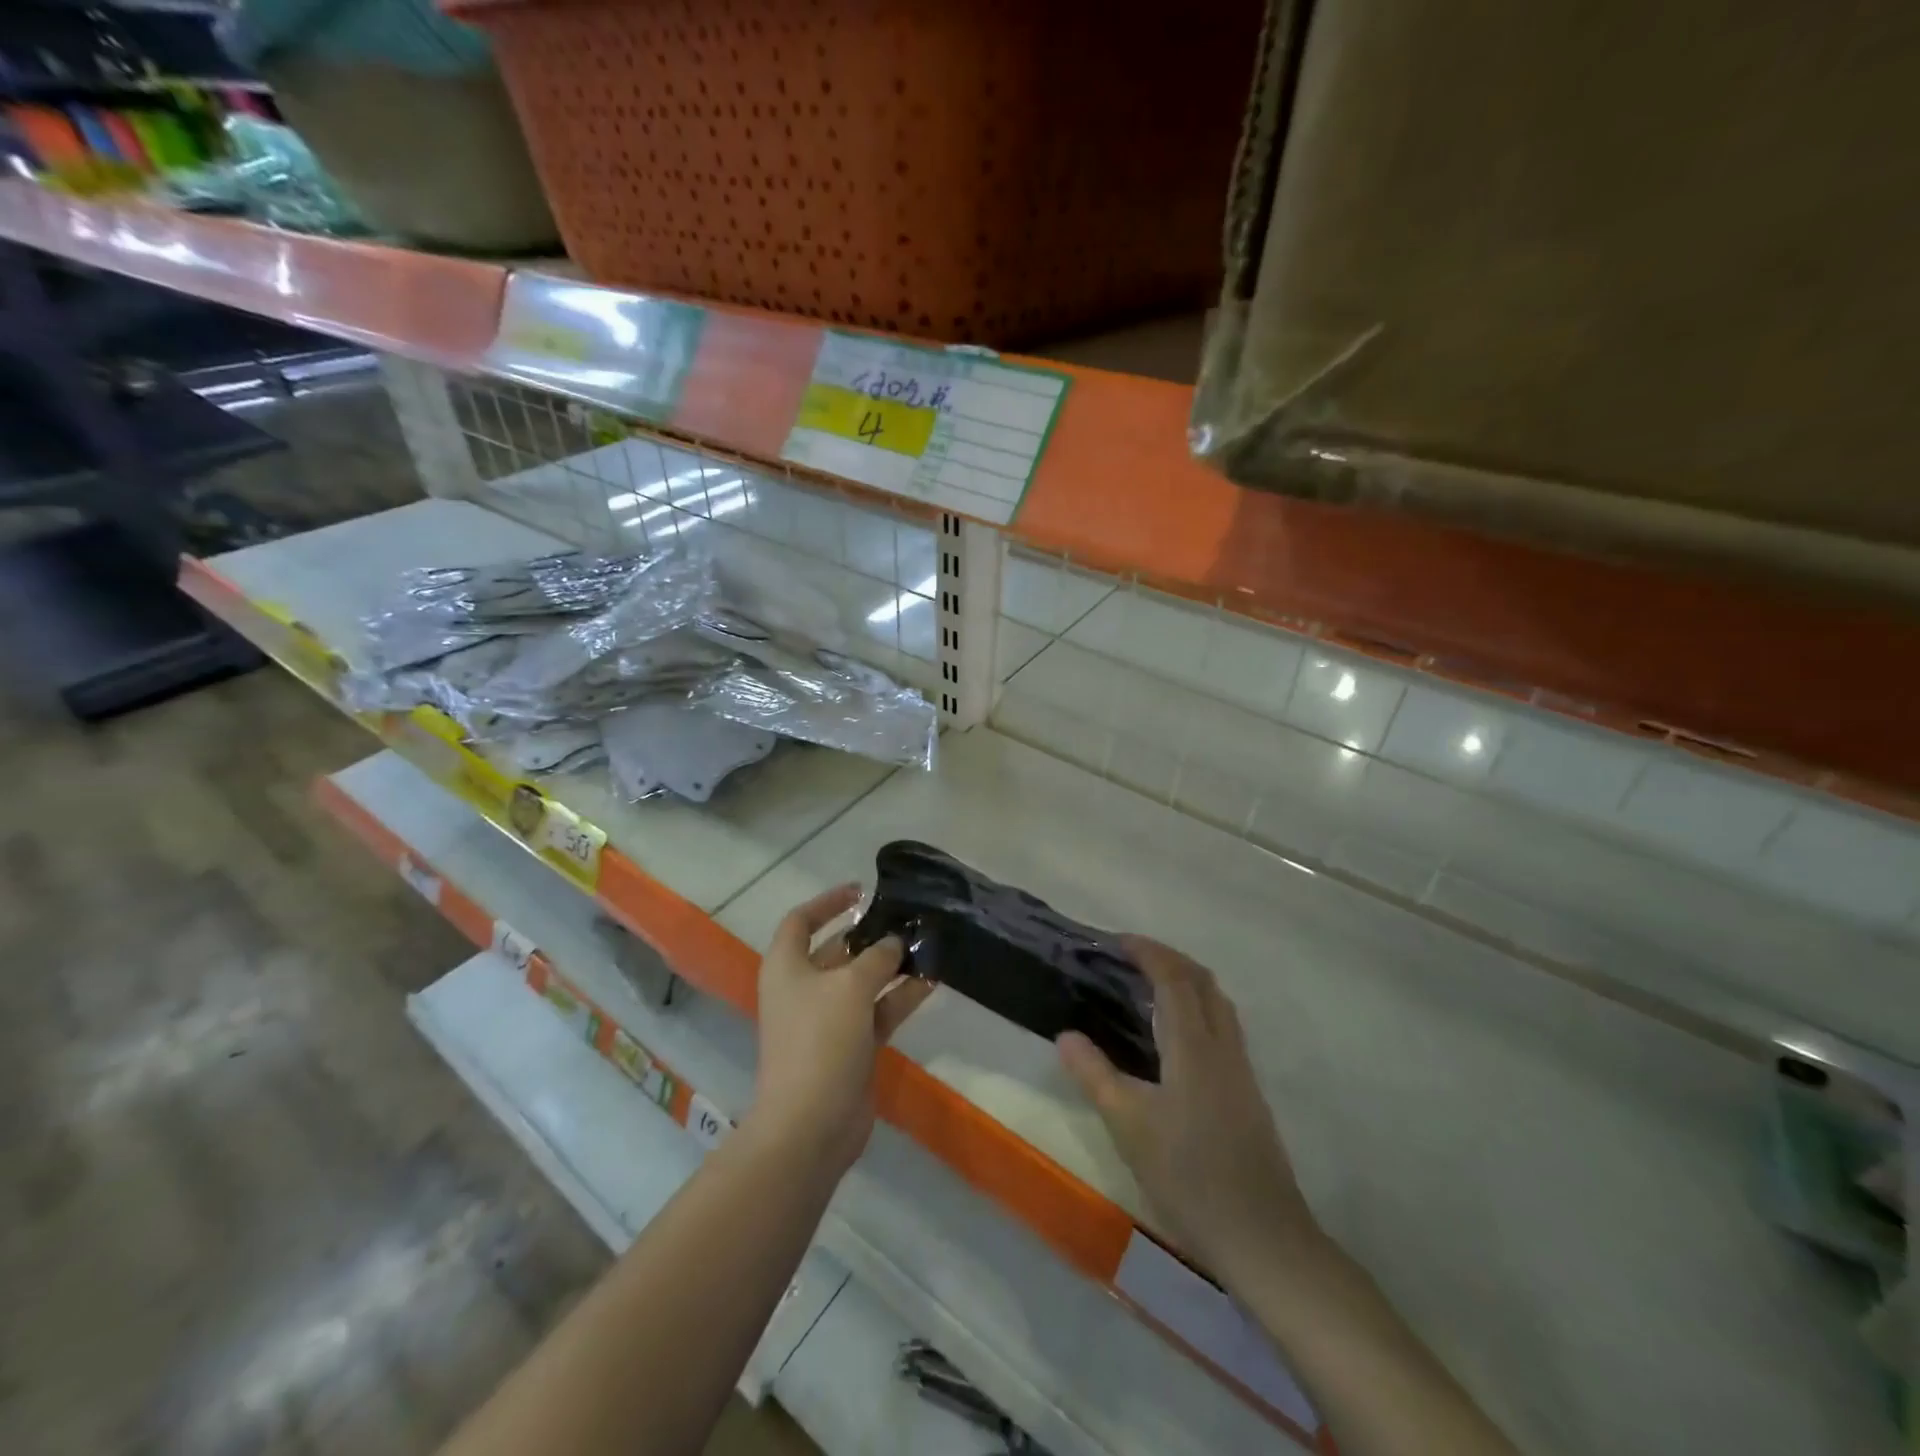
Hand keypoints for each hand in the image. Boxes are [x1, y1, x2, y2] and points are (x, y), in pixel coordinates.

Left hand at [747, 883, 930, 1172]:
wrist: (811, 1125)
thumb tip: (894, 943)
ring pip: (863, 982)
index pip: (801, 921)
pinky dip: (900, 996)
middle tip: (907, 920)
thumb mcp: (850, 987)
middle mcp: (804, 989)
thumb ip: (877, 958)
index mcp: (787, 968)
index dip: (827, 902)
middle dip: (871, 935)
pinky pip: (878, 1011)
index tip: (862, 891)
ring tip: (928, 946)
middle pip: (837, 951)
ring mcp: (828, 1020)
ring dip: (892, 966)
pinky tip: (931, 980)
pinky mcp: (851, 1046)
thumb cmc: (819, 1041)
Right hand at [1058, 937, 1318, 1281]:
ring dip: (1187, 982)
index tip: (1118, 941)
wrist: (1262, 1236)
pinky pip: (1223, 1027)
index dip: (1148, 952)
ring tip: (1151, 988)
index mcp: (1193, 1046)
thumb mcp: (1128, 1125)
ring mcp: (1241, 1070)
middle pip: (1202, 981)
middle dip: (1169, 959)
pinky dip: (1198, 1009)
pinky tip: (1177, 1038)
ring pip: (1218, 1004)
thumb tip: (1066, 1034)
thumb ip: (1095, 1074)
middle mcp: (1223, 1046)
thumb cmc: (1188, 1175)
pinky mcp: (1248, 1093)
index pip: (1173, 978)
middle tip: (1132, 958)